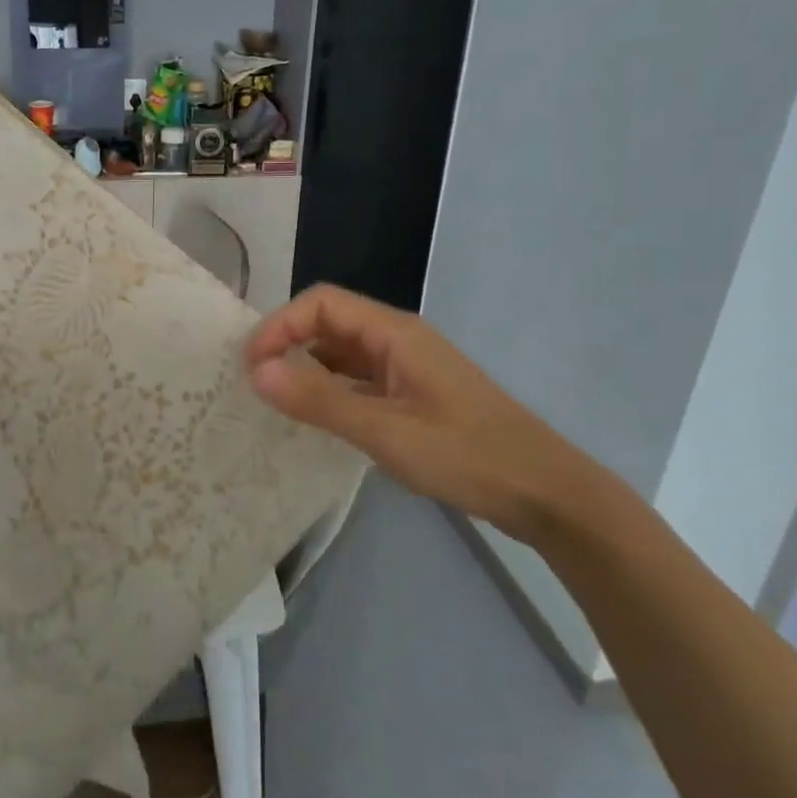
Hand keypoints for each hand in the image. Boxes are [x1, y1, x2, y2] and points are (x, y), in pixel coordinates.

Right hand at [245, 284, 616, 545]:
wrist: (545, 493)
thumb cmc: (466, 455)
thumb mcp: (384, 431)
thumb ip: (319, 400)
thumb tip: (256, 370)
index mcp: (395, 333)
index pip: (321, 304)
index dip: (280, 326)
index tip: (251, 367)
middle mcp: (399, 340)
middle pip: (330, 322)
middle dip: (287, 343)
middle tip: (255, 384)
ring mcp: (408, 368)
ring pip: (343, 353)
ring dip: (307, 368)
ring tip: (276, 401)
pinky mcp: (414, 395)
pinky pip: (359, 379)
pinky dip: (331, 390)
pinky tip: (318, 418)